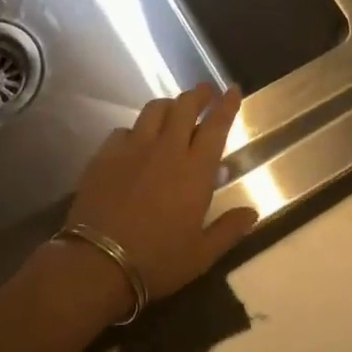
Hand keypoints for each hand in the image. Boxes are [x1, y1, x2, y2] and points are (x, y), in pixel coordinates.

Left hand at [65, 83, 256, 307]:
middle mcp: (167, 149)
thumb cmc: (157, 261)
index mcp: (195, 171)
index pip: (216, 126)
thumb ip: (228, 229)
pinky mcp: (106, 154)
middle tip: (206, 91)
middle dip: (198, 94)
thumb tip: (253, 212)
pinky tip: (136, 140)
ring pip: (154, 110)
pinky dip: (136, 130)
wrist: (98, 262)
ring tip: (174, 109)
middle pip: (185, 107)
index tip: (233, 89)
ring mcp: (133, 148)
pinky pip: (124, 129)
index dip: (226, 105)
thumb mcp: (201, 255)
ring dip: (169, 105)